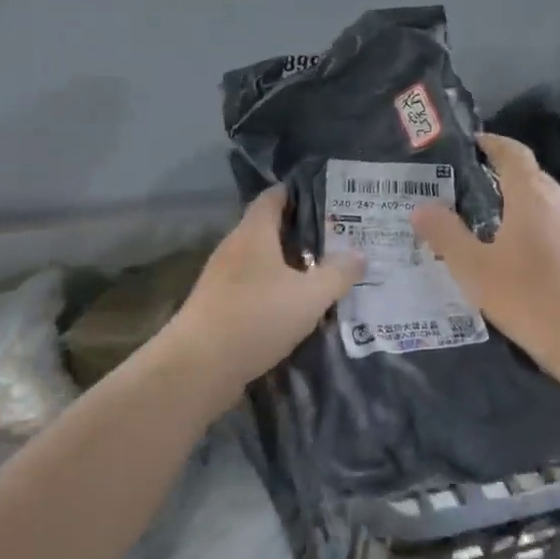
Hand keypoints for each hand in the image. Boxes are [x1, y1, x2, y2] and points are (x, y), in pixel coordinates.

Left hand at [165, 185, 364, 396]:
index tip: (328, 197)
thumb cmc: (256, 318)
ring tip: (322, 274)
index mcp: (253, 233)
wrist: (199, 366)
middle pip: (268, 230)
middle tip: (338, 239)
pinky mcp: (217, 307)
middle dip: (301, 233)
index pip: (273, 197)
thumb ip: (337, 274)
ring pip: (261, 262)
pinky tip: (294, 308)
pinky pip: (252, 288)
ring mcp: (221, 279)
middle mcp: (234, 249)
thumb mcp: (309, 297)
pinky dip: (273, 291)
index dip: (298, 192)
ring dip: (288, 266)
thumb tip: (360, 254)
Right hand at [411, 133, 559, 386]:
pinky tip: (516, 255)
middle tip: (466, 186)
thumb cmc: (527, 298)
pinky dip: (532, 227)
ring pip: (545, 203)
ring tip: (485, 220)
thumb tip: (421, 208)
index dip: (492, 143)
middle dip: (501, 174)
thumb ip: (446, 234)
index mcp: (533, 198)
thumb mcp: (474, 268)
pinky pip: (555, 227)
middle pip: (531, 176)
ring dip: (518, 203)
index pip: (514, 154)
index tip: (471, 143)